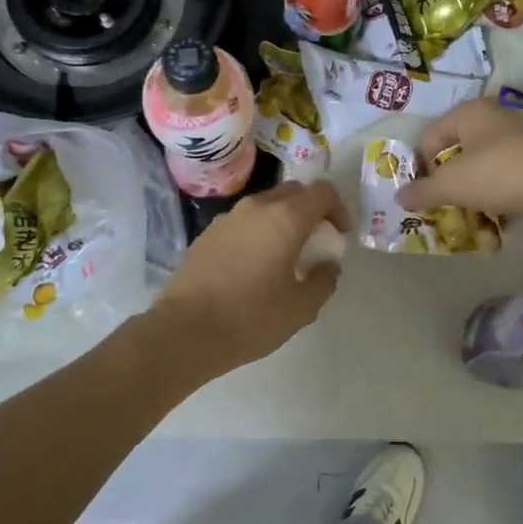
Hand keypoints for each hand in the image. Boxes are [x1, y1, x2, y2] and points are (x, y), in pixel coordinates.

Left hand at [153, 179, 350, 369]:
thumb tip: (327, 266)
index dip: (339, 209)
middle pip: (294, 192)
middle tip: (316, 243)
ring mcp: (227, 218)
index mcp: (286, 218)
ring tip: (285, 257)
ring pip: (266, 205)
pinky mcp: (206, 234)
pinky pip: (243, 222)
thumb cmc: (250, 318)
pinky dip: (258, 232)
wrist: (183, 331)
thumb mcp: (301, 308)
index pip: (322, 192)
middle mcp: (256, 207)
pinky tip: (253, 267)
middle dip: (311, 211)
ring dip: (283, 221)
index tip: (339, 236)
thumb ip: (323, 281)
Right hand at [398, 98, 522, 217]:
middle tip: (445, 203)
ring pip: (483, 162)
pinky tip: (500, 213)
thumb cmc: (497, 172)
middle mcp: (493, 116)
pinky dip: (499, 191)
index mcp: (468, 112)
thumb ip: (422, 191)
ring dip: (474, 187)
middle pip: (458, 149)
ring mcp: (520, 135)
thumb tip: (399, 197)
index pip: (430, 137)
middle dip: (449, 178)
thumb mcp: (451, 185)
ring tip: (473, 212)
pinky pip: (507, 173)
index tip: (424, 194)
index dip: (421, 166)